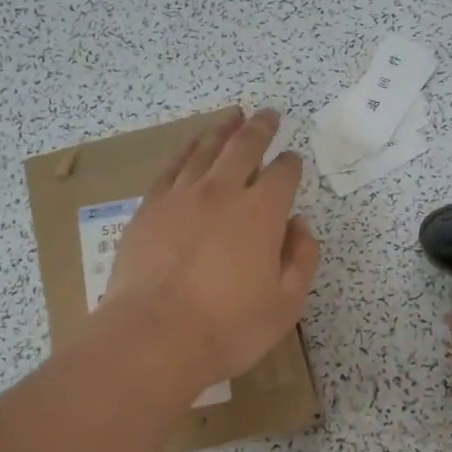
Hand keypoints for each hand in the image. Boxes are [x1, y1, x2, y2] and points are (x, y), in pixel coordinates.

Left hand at [103, 108, 319, 386]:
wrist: (154, 337)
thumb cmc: (229, 327)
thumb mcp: (287, 304)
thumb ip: (302, 258)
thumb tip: (299, 224)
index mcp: (262, 213)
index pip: (283, 174)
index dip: (291, 164)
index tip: (293, 160)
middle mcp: (222, 193)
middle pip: (244, 147)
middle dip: (260, 128)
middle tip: (268, 115)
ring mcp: (181, 197)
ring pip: (205, 150)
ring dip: (223, 130)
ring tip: (232, 116)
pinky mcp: (149, 209)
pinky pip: (171, 168)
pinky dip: (185, 151)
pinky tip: (190, 147)